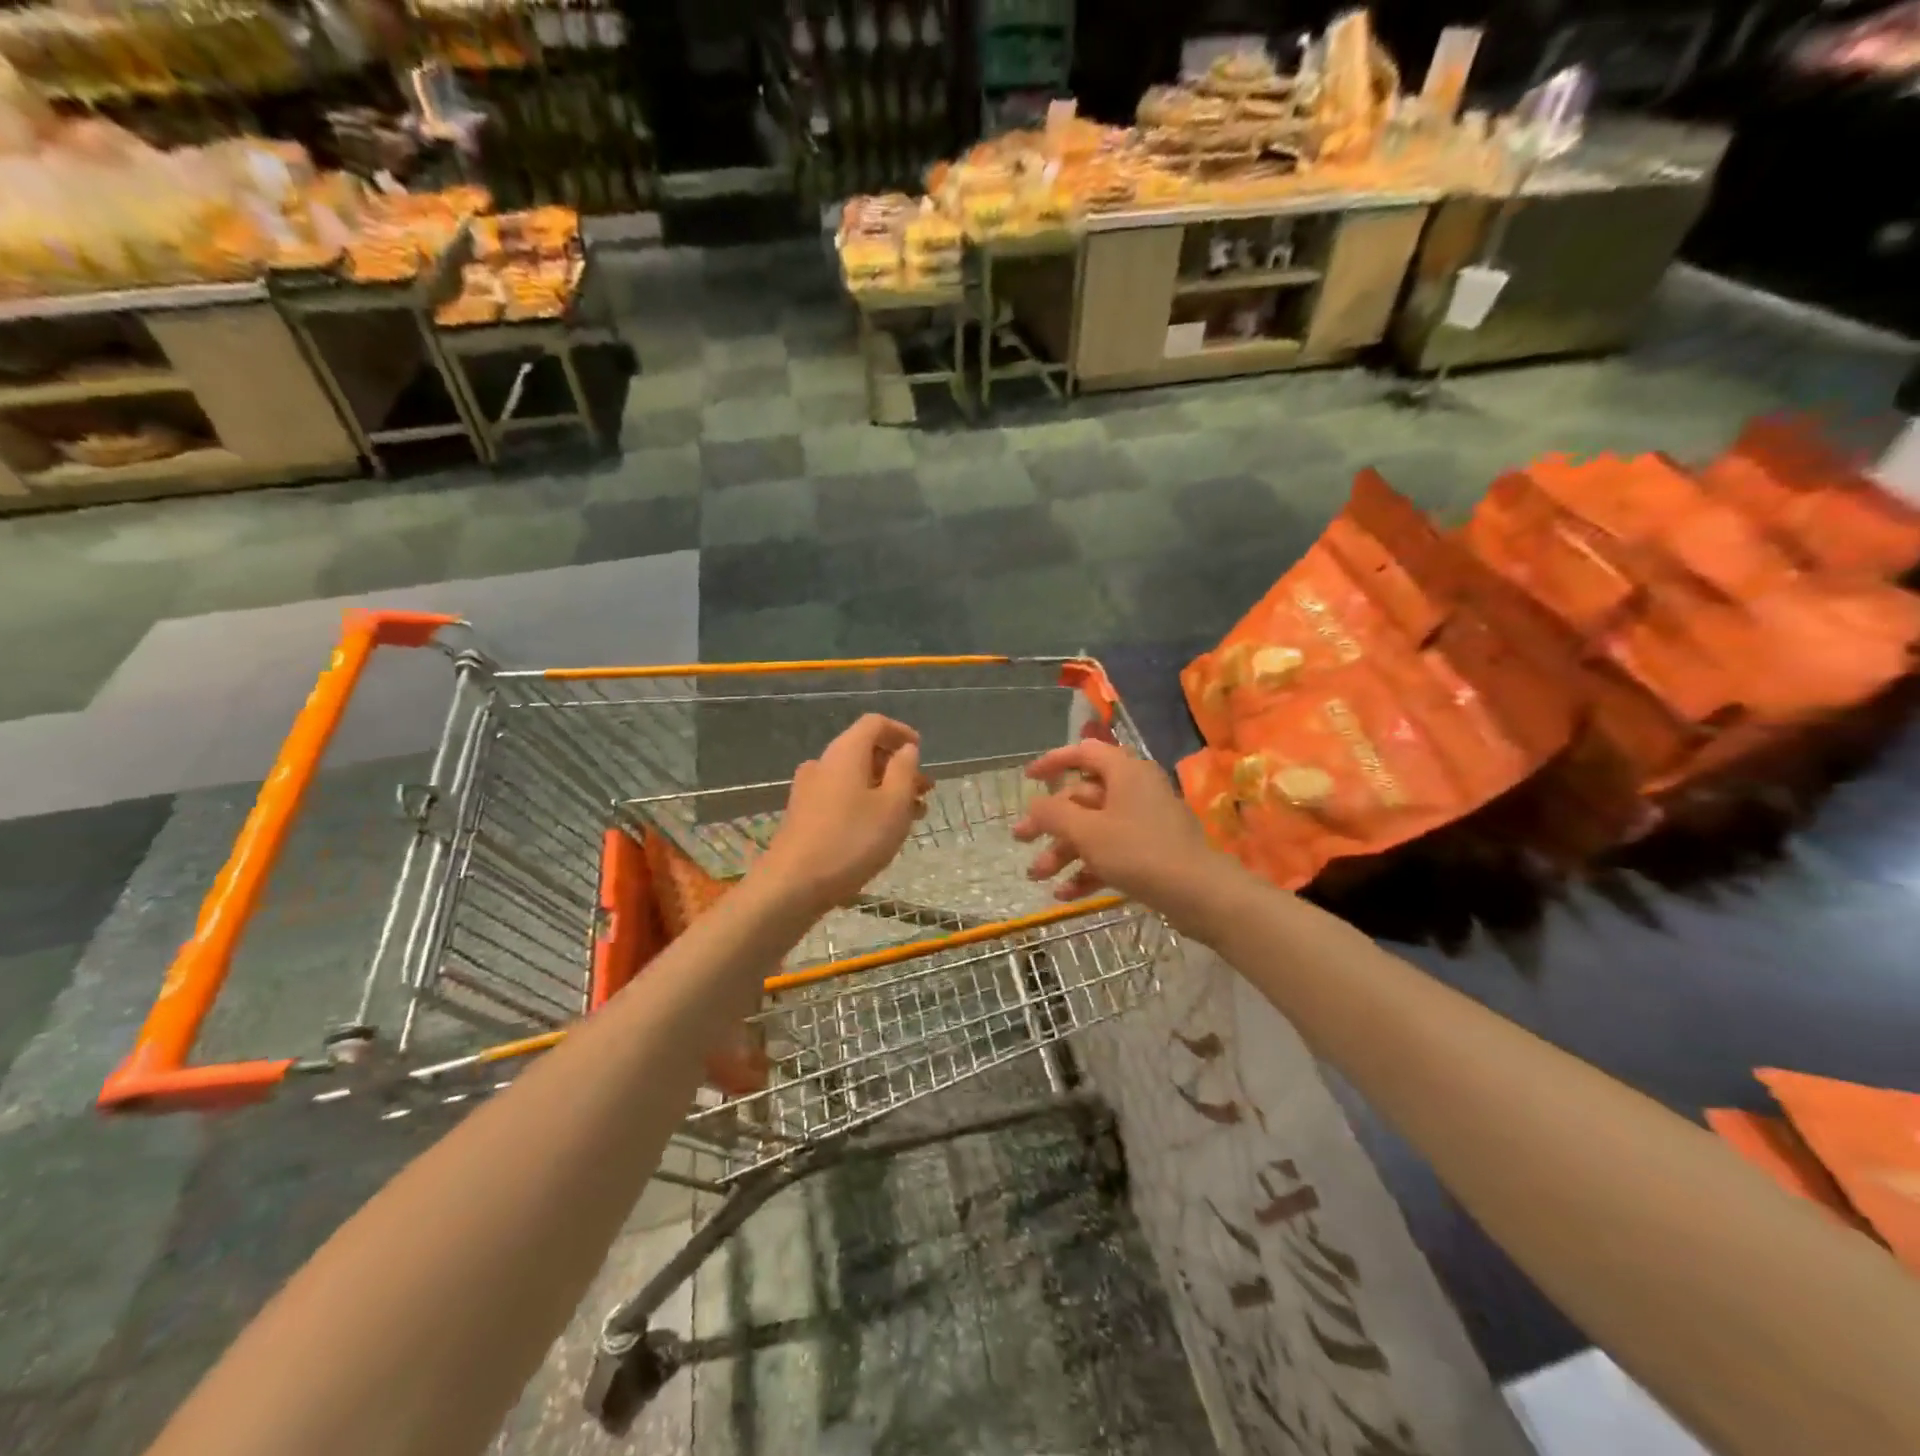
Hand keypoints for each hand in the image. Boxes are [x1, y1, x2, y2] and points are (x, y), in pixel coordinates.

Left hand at [757, 714, 927, 912]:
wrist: (793, 885)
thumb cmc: (852, 841)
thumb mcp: (893, 805)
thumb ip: (904, 771)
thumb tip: (906, 749)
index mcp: (845, 753)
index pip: (874, 724)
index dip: (901, 732)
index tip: (921, 751)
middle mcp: (823, 763)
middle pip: (864, 751)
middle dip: (898, 767)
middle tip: (924, 791)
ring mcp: (809, 789)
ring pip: (855, 777)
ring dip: (885, 789)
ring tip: (911, 816)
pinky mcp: (803, 814)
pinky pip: (841, 796)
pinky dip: (866, 803)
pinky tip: (881, 830)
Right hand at [1013, 739, 1247, 934]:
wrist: (1200, 894)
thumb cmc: (1139, 852)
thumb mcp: (1086, 831)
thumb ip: (1053, 814)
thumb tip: (1034, 806)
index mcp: (1125, 772)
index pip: (1083, 753)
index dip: (1052, 762)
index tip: (1027, 778)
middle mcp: (1136, 790)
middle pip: (1083, 798)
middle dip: (1050, 823)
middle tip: (1020, 840)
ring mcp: (1146, 822)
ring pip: (1094, 829)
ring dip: (1063, 852)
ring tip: (1037, 876)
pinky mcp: (1152, 852)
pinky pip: (1112, 853)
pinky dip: (1088, 869)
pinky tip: (1065, 894)